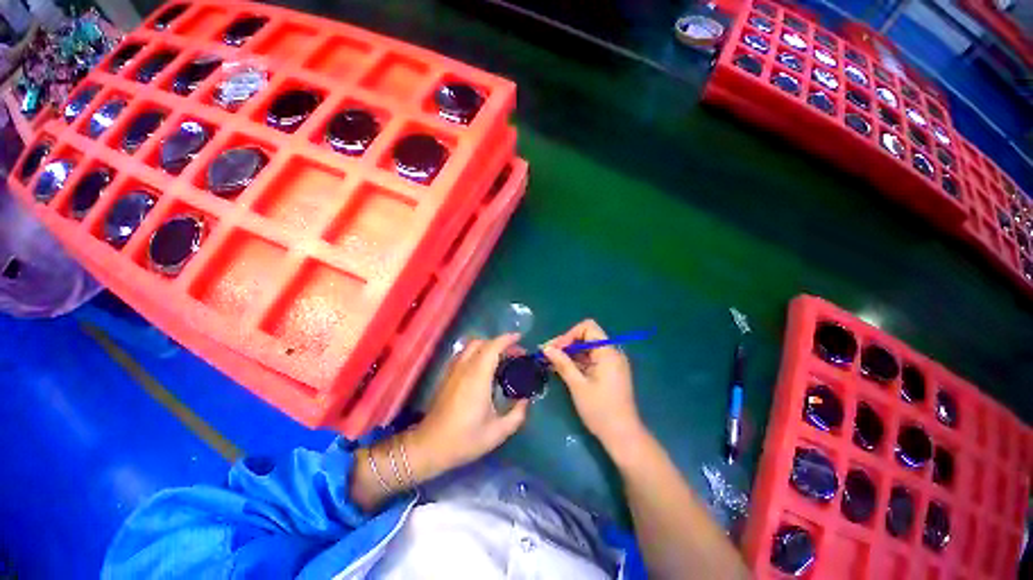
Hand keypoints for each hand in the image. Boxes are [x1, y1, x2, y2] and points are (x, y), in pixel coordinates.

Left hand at [407, 334, 529, 478]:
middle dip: (499, 343)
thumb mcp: (497, 433)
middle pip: (482, 343)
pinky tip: (484, 368)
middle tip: (514, 353)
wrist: (430, 446)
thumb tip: (525, 400)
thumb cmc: (464, 439)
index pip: (492, 348)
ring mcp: (453, 370)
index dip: (507, 339)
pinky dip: (477, 353)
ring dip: (488, 346)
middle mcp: (464, 368)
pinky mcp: (447, 376)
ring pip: (471, 346)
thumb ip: (517, 415)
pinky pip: (464, 354)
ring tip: (501, 358)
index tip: (520, 338)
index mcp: (477, 378)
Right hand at [543, 320, 645, 456]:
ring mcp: (611, 363)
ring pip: (587, 348)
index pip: (588, 328)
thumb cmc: (600, 410)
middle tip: (547, 354)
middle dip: (566, 343)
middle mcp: (612, 353)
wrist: (622, 436)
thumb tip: (546, 348)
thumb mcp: (578, 385)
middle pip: (586, 337)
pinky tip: (562, 369)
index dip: (569, 334)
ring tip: (550, 362)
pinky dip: (577, 362)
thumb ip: (562, 363)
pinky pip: (591, 359)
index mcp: (608, 352)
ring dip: (569, 353)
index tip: (555, 348)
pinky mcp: (609, 372)